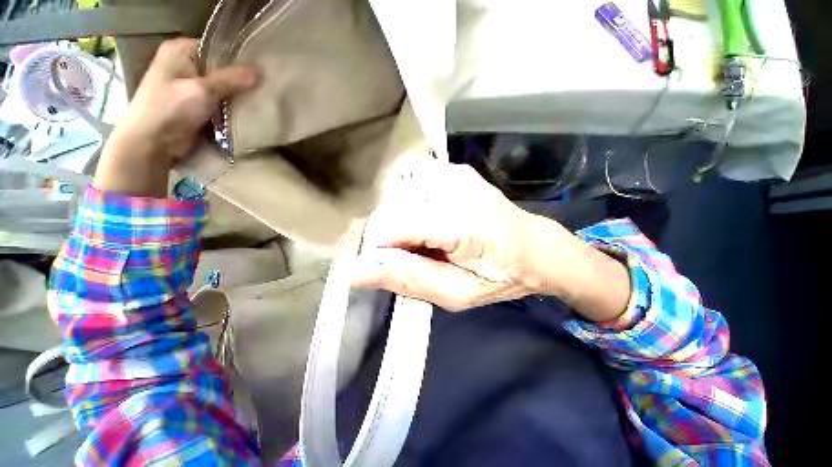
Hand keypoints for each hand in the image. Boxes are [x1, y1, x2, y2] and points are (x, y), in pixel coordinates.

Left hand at [94, 39, 256, 196]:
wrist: (152, 143)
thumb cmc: (170, 110)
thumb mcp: (201, 91)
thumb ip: (230, 79)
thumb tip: (260, 70)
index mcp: (181, 51)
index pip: (218, 47)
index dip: (240, 57)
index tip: (263, 69)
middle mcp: (186, 64)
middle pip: (222, 68)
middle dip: (243, 79)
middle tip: (267, 87)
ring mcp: (191, 86)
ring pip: (224, 87)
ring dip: (240, 95)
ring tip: (264, 99)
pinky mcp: (197, 106)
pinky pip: (221, 102)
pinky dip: (234, 107)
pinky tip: (251, 110)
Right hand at [352, 159, 631, 320]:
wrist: (534, 247)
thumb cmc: (499, 276)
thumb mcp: (456, 294)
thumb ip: (407, 279)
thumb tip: (354, 271)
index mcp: (457, 220)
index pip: (388, 227)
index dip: (384, 251)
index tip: (402, 265)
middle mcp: (451, 185)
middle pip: (389, 210)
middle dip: (395, 238)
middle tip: (422, 254)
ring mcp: (451, 172)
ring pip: (397, 198)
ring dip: (404, 223)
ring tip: (431, 238)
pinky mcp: (451, 169)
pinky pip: (411, 187)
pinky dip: (413, 207)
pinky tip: (433, 220)